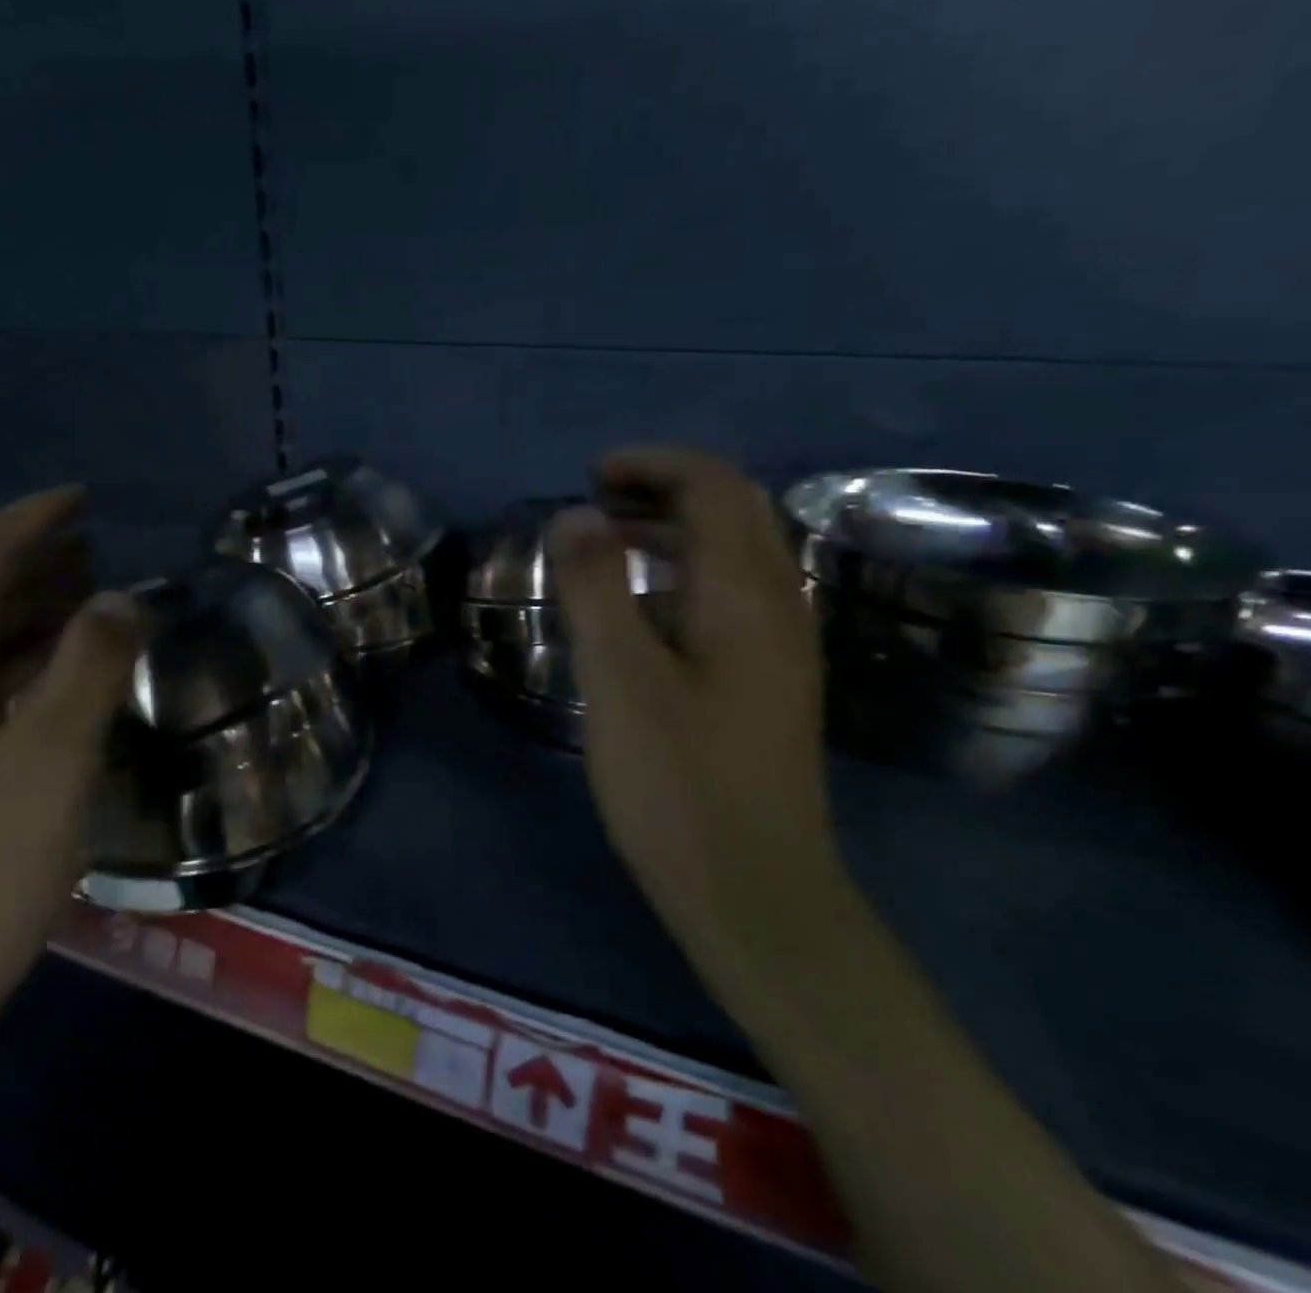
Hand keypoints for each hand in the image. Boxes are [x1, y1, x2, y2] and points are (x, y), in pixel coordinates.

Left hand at [0, 486, 140, 1030]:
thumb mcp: (52, 756)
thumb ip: (90, 663)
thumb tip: (121, 596)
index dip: (29, 520)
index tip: (84, 498)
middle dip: (32, 558)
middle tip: (101, 544)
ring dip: (29, 606)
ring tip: (93, 593)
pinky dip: (23, 657)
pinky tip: (63, 672)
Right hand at [549, 448, 840, 998]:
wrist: (753, 892)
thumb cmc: (678, 783)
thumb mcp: (620, 678)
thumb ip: (596, 587)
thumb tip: (576, 514)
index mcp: (745, 593)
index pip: (712, 486)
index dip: (651, 465)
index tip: (589, 477)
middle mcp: (778, 604)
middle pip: (735, 510)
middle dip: (665, 487)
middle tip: (597, 501)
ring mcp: (781, 644)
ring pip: (736, 553)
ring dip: (675, 528)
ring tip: (608, 544)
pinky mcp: (770, 680)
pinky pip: (732, 594)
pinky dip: (685, 572)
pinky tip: (643, 610)